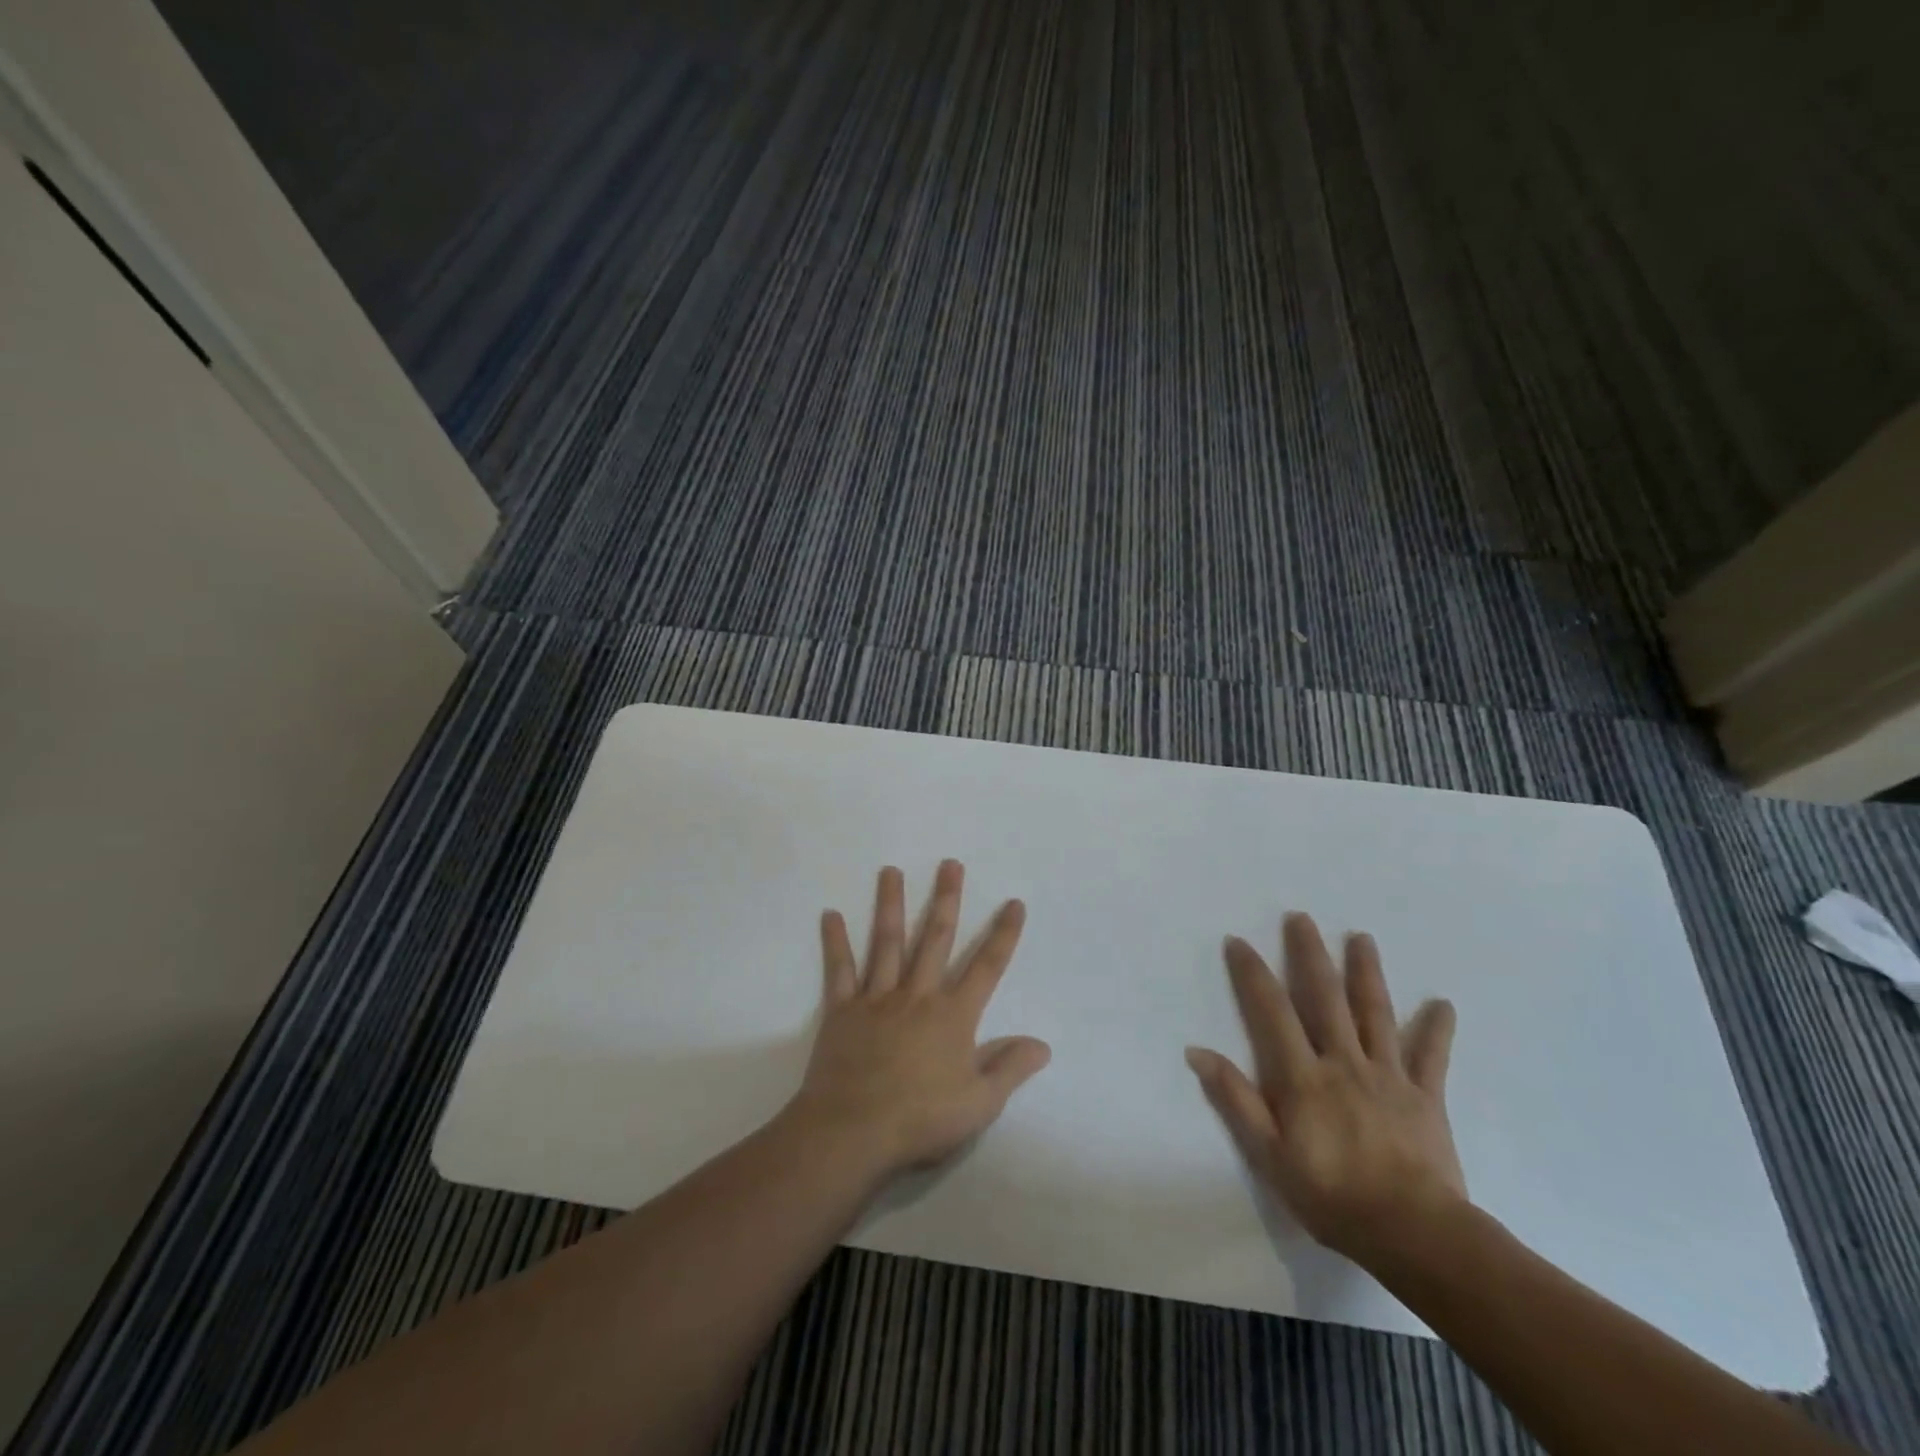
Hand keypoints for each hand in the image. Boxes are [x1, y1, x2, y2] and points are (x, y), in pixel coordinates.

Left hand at [787, 860, 1051, 1182]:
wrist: (853, 1131)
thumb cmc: (920, 1119)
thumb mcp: (979, 1104)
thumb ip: (1010, 1069)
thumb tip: (1043, 1044)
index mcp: (953, 1016)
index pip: (987, 967)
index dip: (1003, 935)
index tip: (1013, 903)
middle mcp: (918, 996)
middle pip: (935, 939)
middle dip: (946, 899)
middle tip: (950, 864)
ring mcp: (878, 998)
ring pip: (887, 942)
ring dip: (891, 905)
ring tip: (890, 871)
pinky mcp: (843, 1009)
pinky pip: (840, 970)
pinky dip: (835, 942)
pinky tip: (829, 915)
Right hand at [1186, 912, 1464, 1269]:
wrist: (1415, 1235)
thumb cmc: (1332, 1196)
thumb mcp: (1269, 1155)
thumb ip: (1236, 1100)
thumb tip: (1198, 1052)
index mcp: (1304, 1076)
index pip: (1272, 1012)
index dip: (1253, 974)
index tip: (1239, 941)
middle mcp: (1344, 1062)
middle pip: (1325, 997)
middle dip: (1310, 954)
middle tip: (1301, 918)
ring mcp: (1388, 1076)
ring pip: (1376, 1013)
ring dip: (1366, 973)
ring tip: (1362, 938)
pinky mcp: (1425, 1097)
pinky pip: (1431, 1057)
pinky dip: (1436, 1029)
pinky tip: (1443, 1004)